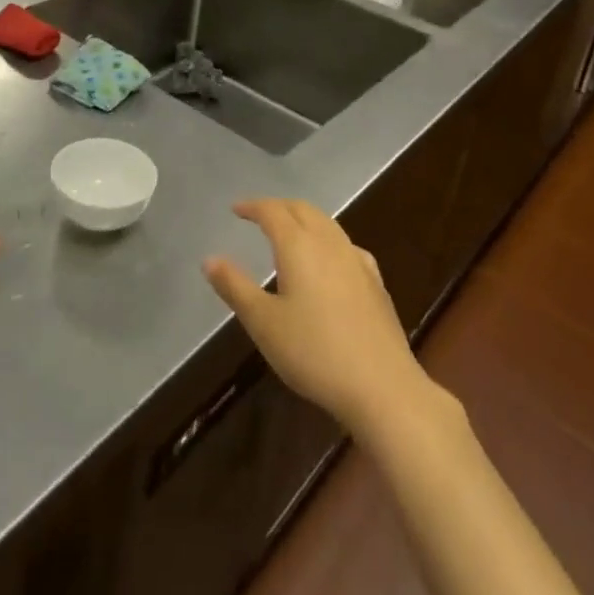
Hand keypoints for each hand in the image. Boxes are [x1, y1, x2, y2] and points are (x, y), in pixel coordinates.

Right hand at [204, 199, 434, 437]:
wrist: (383, 388)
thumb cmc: (314, 353)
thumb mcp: (263, 323)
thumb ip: (235, 287)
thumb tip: (209, 259)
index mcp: (298, 245)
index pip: (272, 211)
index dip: (253, 206)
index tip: (236, 210)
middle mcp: (329, 243)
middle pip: (302, 209)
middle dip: (279, 207)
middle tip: (259, 216)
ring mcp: (357, 261)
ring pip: (327, 224)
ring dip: (304, 219)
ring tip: (290, 233)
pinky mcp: (375, 283)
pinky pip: (346, 245)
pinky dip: (328, 240)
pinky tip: (330, 260)